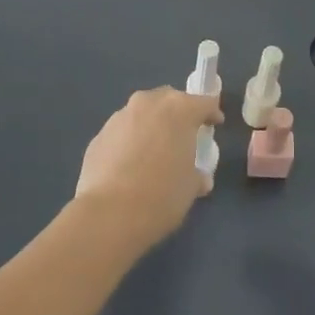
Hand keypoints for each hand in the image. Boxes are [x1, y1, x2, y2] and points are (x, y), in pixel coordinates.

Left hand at [73, 87, 221, 249]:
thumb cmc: (162, 195)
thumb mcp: (191, 187)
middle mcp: (149, 103)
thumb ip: (197, 174)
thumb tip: (199, 178)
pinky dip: (129, 142)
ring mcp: (120, 116)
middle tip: (183, 137)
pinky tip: (129, 167)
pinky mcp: (99, 135)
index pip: (204, 102)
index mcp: (180, 109)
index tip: (215, 124)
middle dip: (178, 114)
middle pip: (169, 100)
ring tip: (152, 154)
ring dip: (151, 127)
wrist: (110, 214)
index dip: (211, 113)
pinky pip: (122, 133)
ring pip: (142, 114)